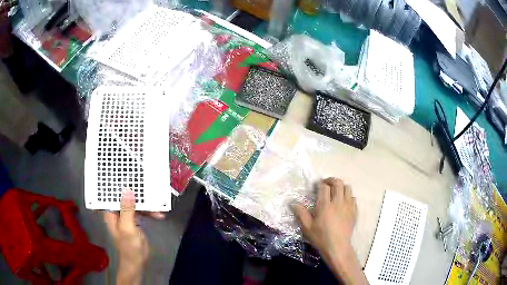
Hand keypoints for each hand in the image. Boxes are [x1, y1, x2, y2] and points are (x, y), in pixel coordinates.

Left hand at [103, 189, 152, 284]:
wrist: (137, 261)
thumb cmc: (129, 246)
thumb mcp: (128, 227)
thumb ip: (127, 209)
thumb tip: (128, 190)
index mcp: (111, 212)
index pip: (112, 193)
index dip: (117, 184)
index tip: (127, 174)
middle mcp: (117, 211)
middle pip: (125, 197)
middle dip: (136, 193)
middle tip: (146, 185)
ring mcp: (126, 215)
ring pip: (134, 204)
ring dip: (146, 204)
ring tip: (158, 205)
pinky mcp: (134, 220)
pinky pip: (141, 211)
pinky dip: (149, 212)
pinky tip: (159, 215)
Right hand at [293, 177, 356, 253]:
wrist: (337, 247)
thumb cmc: (321, 237)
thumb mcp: (307, 227)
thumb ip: (300, 213)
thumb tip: (293, 203)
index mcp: (325, 205)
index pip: (324, 187)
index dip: (320, 183)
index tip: (317, 186)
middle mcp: (338, 202)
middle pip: (338, 183)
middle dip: (332, 180)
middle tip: (326, 184)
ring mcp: (348, 206)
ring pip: (348, 188)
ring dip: (341, 187)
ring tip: (336, 192)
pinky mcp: (354, 211)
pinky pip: (353, 198)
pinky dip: (348, 196)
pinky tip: (343, 202)